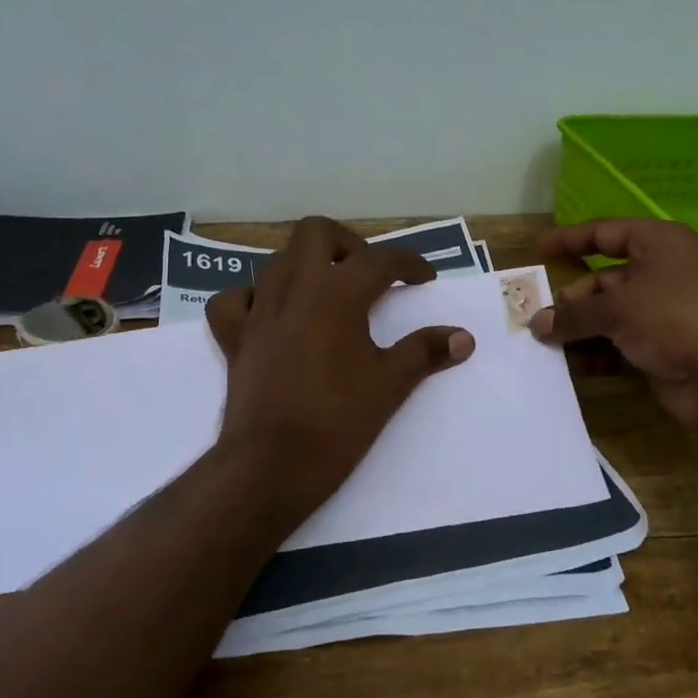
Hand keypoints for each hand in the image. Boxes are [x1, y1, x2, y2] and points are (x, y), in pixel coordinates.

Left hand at [206, 217, 474, 522]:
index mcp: (338, 292)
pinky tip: (270, 315)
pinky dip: (252, 298)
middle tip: (367, 274)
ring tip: (327, 293)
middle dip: (346, 244)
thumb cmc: (338, 420)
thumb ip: (426, 352)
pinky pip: (235, 299)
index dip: (409, 264)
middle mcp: (295, 287)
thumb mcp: (391, 384)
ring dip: (305, 266)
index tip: (424, 279)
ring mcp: (259, 310)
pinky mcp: (234, 337)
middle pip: (316, 232)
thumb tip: (463, 337)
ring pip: (276, 260)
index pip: (381, 259)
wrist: (272, 464)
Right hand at [530, 218, 697, 436]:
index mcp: (658, 244)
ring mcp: (661, 314)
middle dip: (571, 298)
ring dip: (578, 329)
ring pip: (608, 316)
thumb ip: (574, 314)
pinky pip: (617, 345)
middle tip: (536, 315)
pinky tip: (570, 365)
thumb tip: (537, 324)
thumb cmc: (675, 318)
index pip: (605, 233)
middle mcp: (660, 274)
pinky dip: (595, 353)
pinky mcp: (660, 350)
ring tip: (544, 344)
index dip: (570, 239)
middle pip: (603, 279)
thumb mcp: (618, 307)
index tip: (537, 250)